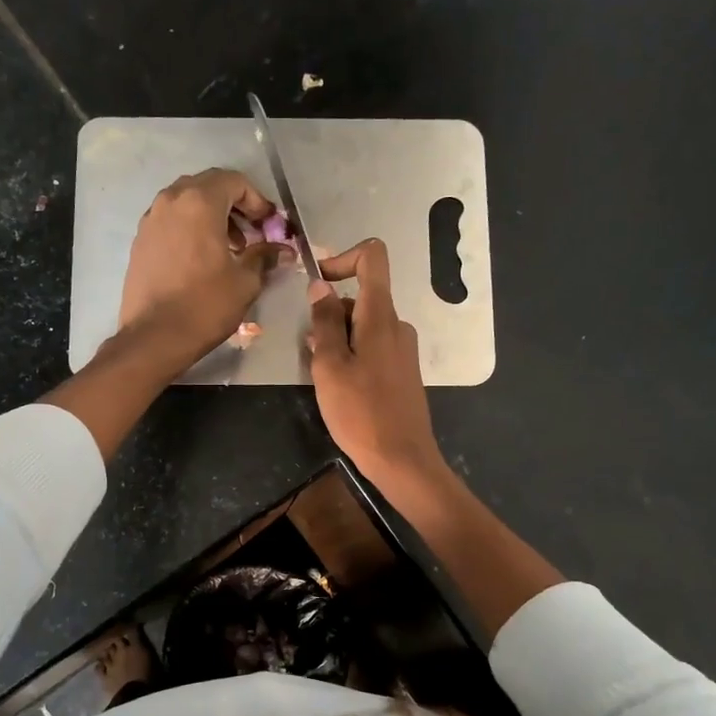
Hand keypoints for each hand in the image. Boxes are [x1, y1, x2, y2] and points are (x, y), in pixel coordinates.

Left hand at [118, 169, 283, 367]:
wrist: (154, 336)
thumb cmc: (205, 305)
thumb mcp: (245, 281)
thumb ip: (264, 257)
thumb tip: (283, 250)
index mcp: (199, 202)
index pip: (234, 181)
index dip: (257, 200)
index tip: (269, 224)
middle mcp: (171, 201)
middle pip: (208, 186)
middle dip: (234, 205)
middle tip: (251, 233)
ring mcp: (150, 219)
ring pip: (186, 202)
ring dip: (211, 216)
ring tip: (228, 248)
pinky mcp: (140, 240)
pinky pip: (171, 221)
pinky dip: (190, 228)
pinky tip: (201, 258)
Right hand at [308, 240, 445, 491]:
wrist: (402, 459)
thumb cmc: (360, 412)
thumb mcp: (330, 366)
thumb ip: (324, 322)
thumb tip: (320, 286)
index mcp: (381, 316)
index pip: (373, 257)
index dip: (342, 258)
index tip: (318, 285)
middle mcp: (397, 325)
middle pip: (361, 297)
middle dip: (331, 316)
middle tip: (312, 354)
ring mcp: (403, 349)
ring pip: (364, 326)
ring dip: (338, 340)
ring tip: (323, 377)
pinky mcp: (403, 371)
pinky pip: (373, 347)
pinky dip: (352, 355)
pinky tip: (341, 388)